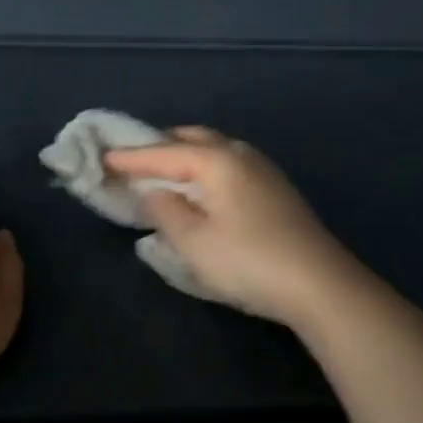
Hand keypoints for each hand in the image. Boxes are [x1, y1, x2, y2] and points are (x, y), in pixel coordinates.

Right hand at [105, 128, 362, 327]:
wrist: (319, 283)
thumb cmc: (248, 261)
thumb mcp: (194, 242)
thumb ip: (166, 211)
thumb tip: (153, 191)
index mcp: (217, 160)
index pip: (164, 151)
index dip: (132, 157)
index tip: (103, 158)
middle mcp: (241, 154)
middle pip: (194, 138)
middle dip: (162, 146)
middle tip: (135, 161)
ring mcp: (264, 170)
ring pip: (217, 149)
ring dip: (187, 155)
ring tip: (166, 173)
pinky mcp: (277, 190)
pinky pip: (231, 164)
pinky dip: (207, 168)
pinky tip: (204, 189)